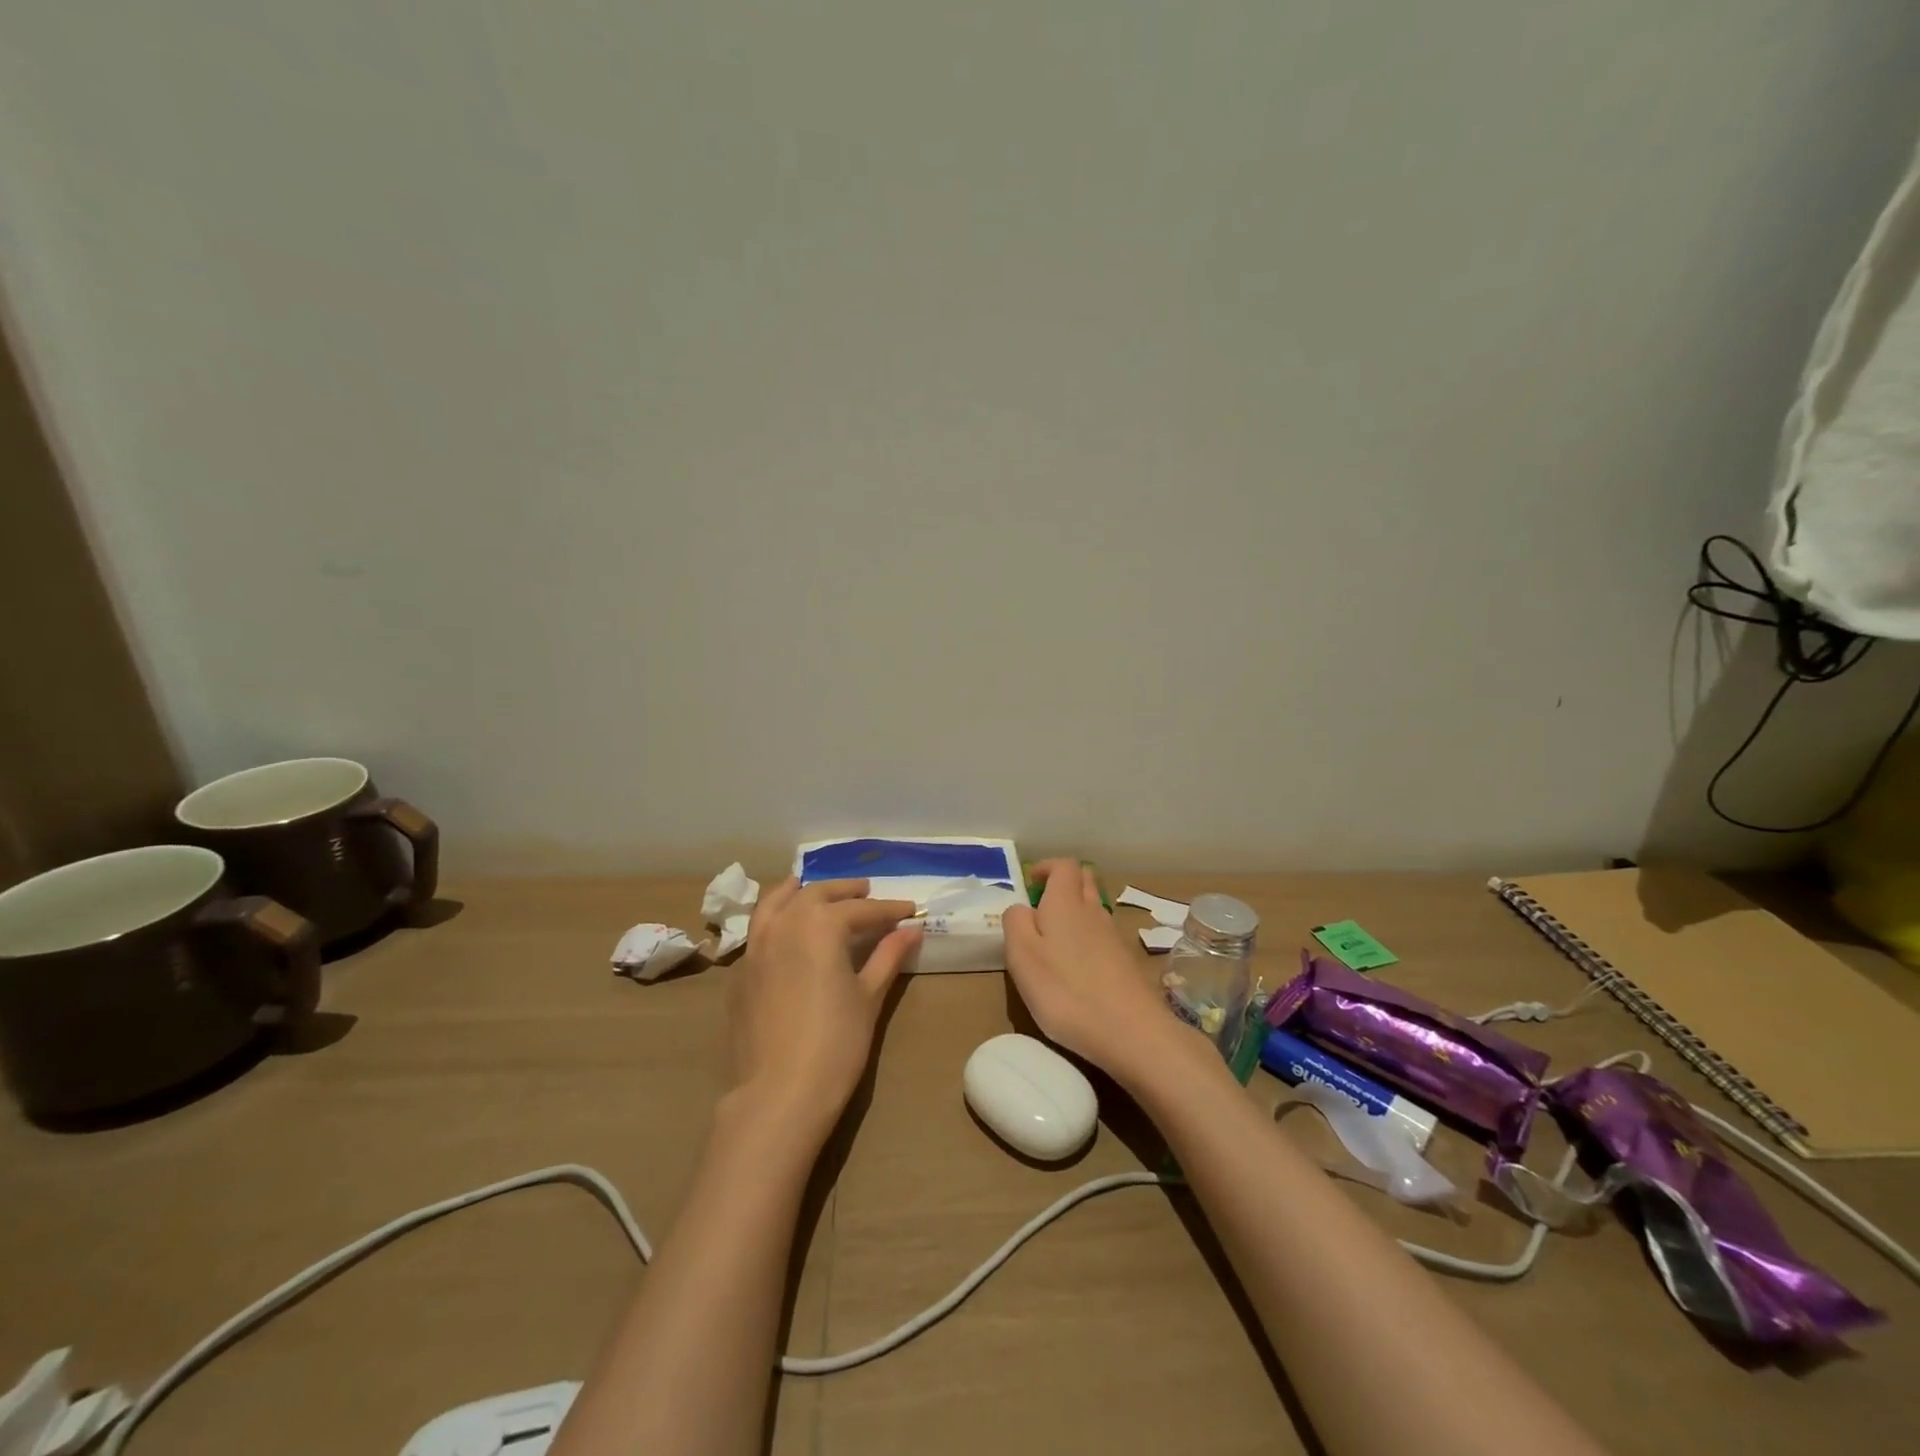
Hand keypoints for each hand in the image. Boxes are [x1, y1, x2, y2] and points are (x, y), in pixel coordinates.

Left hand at [727, 877, 918, 1137]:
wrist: (779, 1093)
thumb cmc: (836, 1043)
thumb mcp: (869, 997)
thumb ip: (888, 956)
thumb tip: (910, 930)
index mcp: (821, 925)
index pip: (861, 909)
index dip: (888, 909)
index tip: (909, 909)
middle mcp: (785, 923)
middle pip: (817, 894)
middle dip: (845, 890)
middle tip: (867, 890)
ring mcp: (756, 946)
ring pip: (777, 901)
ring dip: (801, 890)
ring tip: (815, 887)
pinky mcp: (741, 972)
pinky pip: (759, 928)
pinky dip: (776, 915)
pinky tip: (787, 928)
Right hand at [1002, 860, 1193, 1086]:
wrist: (1131, 1031)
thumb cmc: (1066, 991)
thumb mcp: (1022, 957)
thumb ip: (1015, 923)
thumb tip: (1020, 908)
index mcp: (1066, 903)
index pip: (1064, 865)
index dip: (1047, 867)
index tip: (1030, 884)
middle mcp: (1093, 911)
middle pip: (1084, 881)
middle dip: (1063, 884)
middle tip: (1041, 907)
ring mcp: (1114, 937)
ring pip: (1094, 908)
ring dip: (1076, 912)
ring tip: (1054, 940)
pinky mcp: (1126, 962)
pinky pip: (1103, 935)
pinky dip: (1088, 938)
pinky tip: (1077, 967)